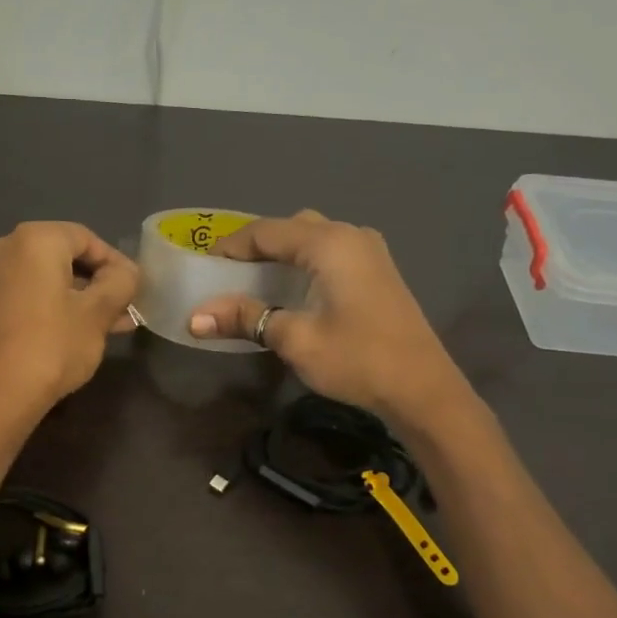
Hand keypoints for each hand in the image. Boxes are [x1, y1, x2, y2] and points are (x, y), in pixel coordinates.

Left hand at [0, 221, 138, 424]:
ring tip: (115, 323)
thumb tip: (127, 273)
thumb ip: (120, 283)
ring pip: (50, 278)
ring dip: (83, 297)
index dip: (116, 262)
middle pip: (66, 256)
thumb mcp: (98, 312)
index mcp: (34, 239)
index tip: (136, 289)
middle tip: (127, 306)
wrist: (1, 394)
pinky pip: (32, 293)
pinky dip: (58, 305)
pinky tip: (86, 329)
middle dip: (100, 282)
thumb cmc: (54, 345)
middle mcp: (7, 247)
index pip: (86, 238)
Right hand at [187, 211, 464, 423]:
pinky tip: (293, 290)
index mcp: (329, 243)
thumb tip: (194, 318)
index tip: (202, 266)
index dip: (231, 246)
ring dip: (282, 255)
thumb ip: (245, 319)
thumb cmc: (357, 359)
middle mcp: (350, 235)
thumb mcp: (295, 339)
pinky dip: (304, 263)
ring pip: (313, 238)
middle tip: (227, 274)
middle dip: (256, 248)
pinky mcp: (379, 271)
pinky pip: (331, 253)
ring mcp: (370, 251)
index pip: (266, 231)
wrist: (423, 389)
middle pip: (291, 228)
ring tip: (254, 282)